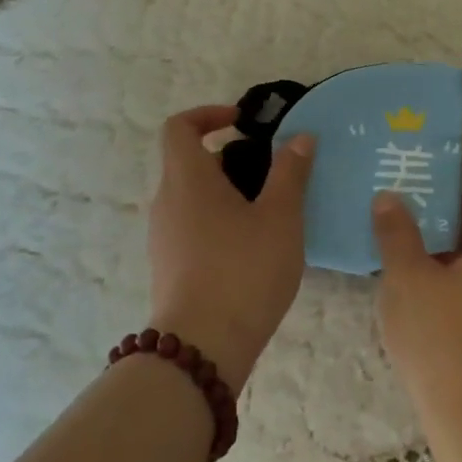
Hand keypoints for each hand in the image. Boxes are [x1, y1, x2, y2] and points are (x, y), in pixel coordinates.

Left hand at [148, 105, 316, 390]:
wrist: (201, 347)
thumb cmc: (243, 271)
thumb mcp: (280, 218)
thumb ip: (290, 173)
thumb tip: (299, 137)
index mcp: (186, 178)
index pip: (179, 126)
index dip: (208, 114)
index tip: (243, 123)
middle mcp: (166, 201)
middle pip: (188, 162)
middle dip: (229, 158)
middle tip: (271, 172)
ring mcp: (162, 236)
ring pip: (192, 197)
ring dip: (226, 193)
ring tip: (269, 213)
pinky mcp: (168, 266)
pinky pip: (191, 226)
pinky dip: (218, 221)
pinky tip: (252, 248)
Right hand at [373, 123, 461, 432]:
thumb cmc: (445, 341)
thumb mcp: (410, 279)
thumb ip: (397, 232)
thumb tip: (390, 198)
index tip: (458, 127)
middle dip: (457, 189)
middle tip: (420, 167)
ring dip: (449, 225)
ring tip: (410, 209)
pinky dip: (449, 256)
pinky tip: (414, 262)